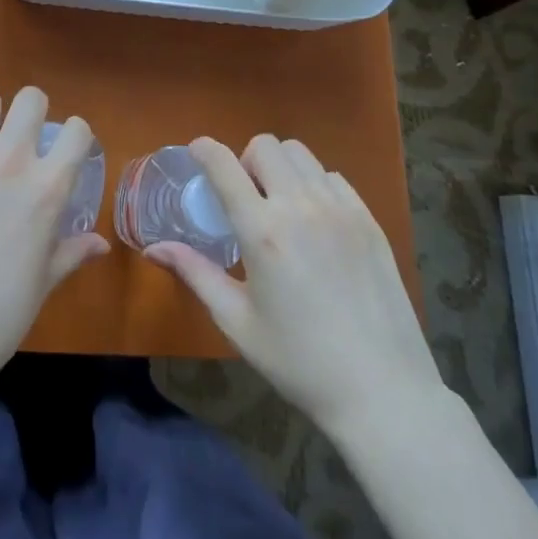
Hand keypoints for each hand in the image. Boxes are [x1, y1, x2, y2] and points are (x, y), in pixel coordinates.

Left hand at [0, 86, 109, 386]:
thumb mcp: (42, 285)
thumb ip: (70, 253)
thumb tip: (100, 244)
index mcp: (47, 188)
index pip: (76, 130)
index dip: (72, 136)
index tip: (63, 148)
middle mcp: (10, 160)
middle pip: (30, 98)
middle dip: (29, 112)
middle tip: (18, 138)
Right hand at [145, 134, 439, 431]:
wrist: (383, 393)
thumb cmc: (300, 363)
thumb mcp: (238, 323)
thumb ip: (196, 274)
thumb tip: (154, 248)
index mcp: (263, 231)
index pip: (224, 164)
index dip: (204, 149)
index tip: (196, 153)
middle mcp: (300, 206)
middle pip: (264, 146)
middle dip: (245, 160)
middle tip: (245, 197)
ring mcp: (339, 208)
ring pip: (300, 153)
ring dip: (280, 167)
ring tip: (280, 204)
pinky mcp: (368, 218)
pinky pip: (332, 176)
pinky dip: (314, 184)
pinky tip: (315, 221)